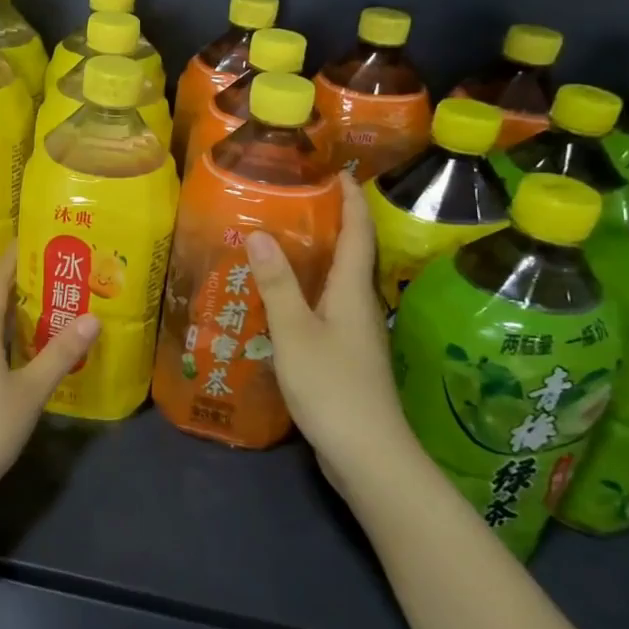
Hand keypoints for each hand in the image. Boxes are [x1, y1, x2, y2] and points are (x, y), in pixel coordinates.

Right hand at [244, 171, 419, 500]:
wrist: (368, 455)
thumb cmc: (332, 386)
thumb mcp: (296, 332)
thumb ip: (277, 284)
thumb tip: (260, 233)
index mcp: (353, 292)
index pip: (358, 234)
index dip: (350, 201)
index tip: (337, 172)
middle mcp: (360, 307)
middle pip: (351, 256)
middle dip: (331, 225)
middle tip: (293, 203)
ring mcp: (355, 335)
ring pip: (336, 285)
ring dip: (315, 260)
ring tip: (278, 244)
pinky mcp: (346, 358)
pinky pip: (326, 310)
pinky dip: (306, 293)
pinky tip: (279, 301)